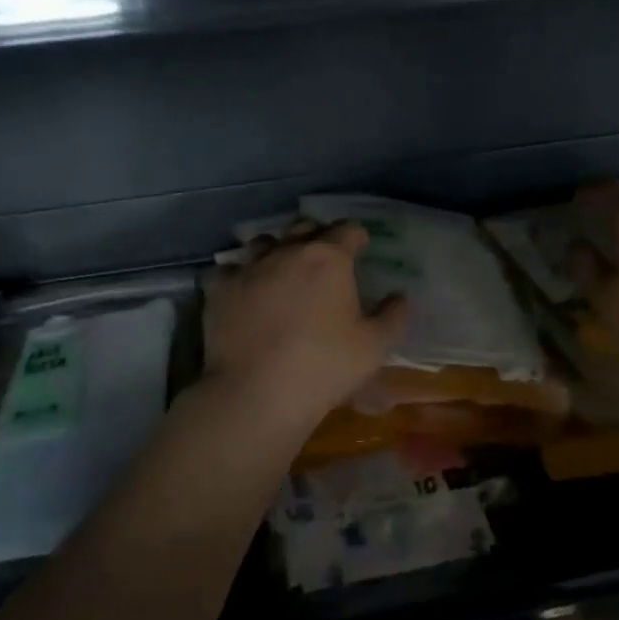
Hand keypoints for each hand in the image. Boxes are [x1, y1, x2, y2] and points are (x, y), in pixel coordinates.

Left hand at [201, 221, 409, 429]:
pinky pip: (226, 269)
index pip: (347, 230)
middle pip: (303, 226)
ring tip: (280, 269)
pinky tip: (242, 290)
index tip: (360, 247)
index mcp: (329, 258)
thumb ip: (393, 316)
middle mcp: (287, 252)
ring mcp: (248, 268)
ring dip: (276, 249)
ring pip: (263, 242)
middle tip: (323, 257)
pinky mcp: (219, 290)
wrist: (257, 393)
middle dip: (316, 235)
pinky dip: (237, 275)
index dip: (356, 236)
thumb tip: (399, 296)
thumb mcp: (374, 346)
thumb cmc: (324, 366)